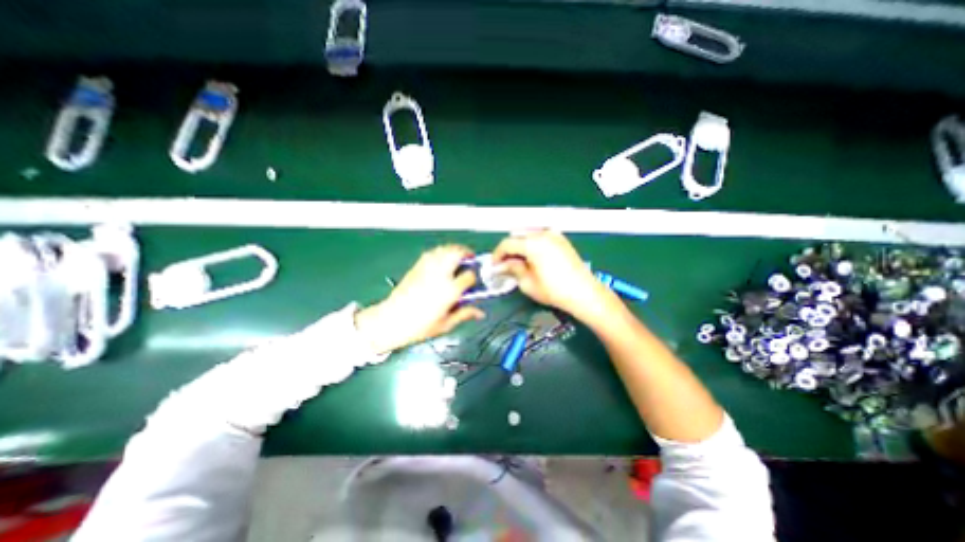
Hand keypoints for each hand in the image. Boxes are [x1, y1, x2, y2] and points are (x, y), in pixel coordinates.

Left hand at [353, 245, 486, 355]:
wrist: (391, 320)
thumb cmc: (419, 326)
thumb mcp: (446, 324)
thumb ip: (464, 314)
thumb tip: (479, 313)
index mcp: (450, 290)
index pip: (469, 276)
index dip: (474, 278)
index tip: (473, 283)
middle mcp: (440, 275)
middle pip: (457, 253)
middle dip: (466, 253)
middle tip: (470, 258)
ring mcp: (427, 269)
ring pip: (444, 249)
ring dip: (453, 250)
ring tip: (457, 256)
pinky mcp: (417, 267)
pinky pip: (432, 253)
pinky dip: (440, 252)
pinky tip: (441, 258)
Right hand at [492, 228, 612, 323]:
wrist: (584, 293)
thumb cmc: (554, 291)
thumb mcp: (527, 283)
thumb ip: (512, 269)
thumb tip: (502, 265)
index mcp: (533, 243)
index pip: (507, 243)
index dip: (497, 255)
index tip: (494, 266)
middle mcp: (543, 233)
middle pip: (518, 236)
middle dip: (509, 249)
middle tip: (505, 265)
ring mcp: (554, 234)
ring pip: (529, 234)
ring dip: (520, 246)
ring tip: (518, 262)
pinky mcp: (562, 239)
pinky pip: (540, 237)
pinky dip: (532, 244)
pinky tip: (532, 258)